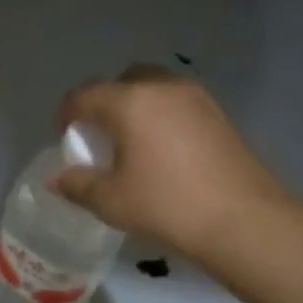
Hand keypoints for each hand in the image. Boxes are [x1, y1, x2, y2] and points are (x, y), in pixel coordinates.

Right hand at [54, 66, 293, 258]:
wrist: (245, 221)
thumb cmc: (167, 205)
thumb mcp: (111, 201)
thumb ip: (77, 184)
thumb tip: (57, 178)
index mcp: (129, 102)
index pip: (84, 95)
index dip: (67, 115)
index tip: (66, 139)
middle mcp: (162, 88)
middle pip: (122, 81)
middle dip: (105, 103)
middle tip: (101, 137)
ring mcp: (196, 98)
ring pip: (154, 89)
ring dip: (136, 107)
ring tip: (134, 144)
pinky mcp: (220, 114)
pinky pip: (178, 104)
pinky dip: (163, 117)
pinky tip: (165, 152)